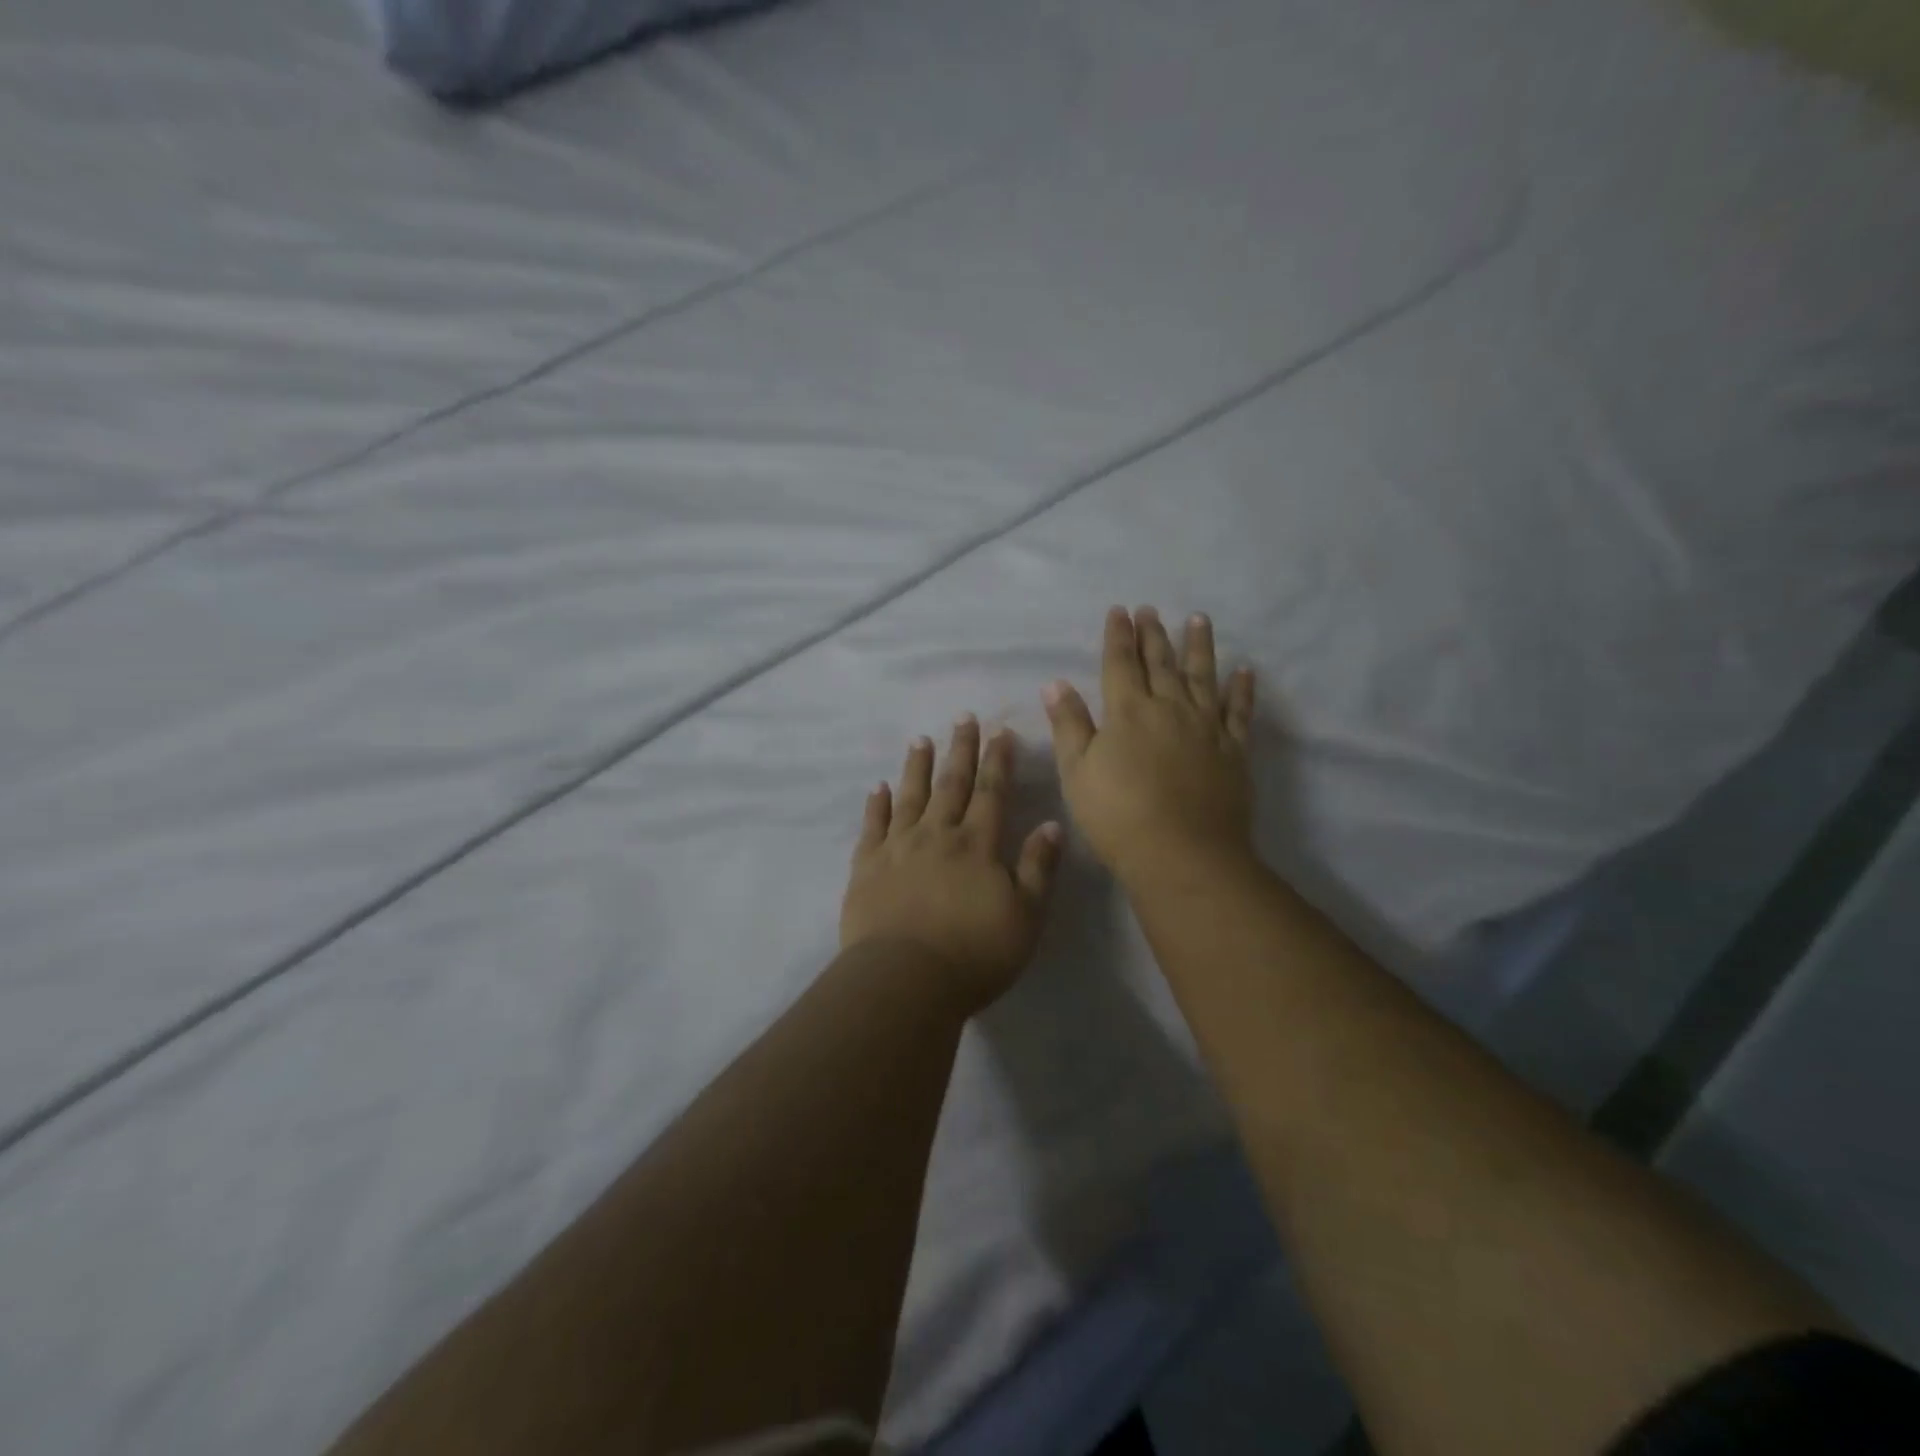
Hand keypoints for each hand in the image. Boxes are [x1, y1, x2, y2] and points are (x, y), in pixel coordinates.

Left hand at [840, 717, 1063, 1014]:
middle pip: (951, 784)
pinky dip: (876, 805)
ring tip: (920, 740)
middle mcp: (937, 835)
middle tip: (963, 718)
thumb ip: (1038, 868)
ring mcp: (898, 848)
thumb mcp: (1026, 916)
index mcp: (977, 845)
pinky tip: (877, 788)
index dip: (998, 761)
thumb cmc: (974, 954)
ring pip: (910, 797)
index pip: (991, 792)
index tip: (1000, 731)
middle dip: (960, 750)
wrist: (905, 980)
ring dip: (917, 767)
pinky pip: (872, 826)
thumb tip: (1051, 823)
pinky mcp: (867, 867)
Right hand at [1043, 606, 1256, 889]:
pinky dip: (1242, 689)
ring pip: (1203, 676)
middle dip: (1153, 633)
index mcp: (1127, 712)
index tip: (1120, 611)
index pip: (1120, 663)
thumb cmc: (1118, 816)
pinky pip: (1239, 711)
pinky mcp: (1233, 749)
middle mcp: (1169, 708)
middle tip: (1151, 609)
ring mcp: (1206, 726)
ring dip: (1199, 646)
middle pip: (1160, 662)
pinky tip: (1245, 670)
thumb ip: (1069, 725)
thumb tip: (1056, 683)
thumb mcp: (1078, 772)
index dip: (1118, 636)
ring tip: (1199, 620)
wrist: (1182, 854)